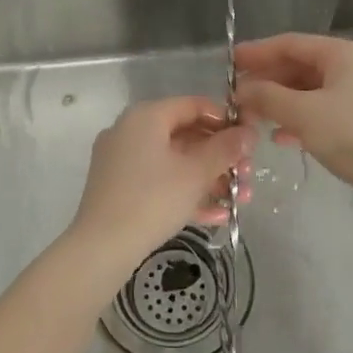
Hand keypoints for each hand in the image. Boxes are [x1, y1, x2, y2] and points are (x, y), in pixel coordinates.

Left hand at [69, 97, 253, 267]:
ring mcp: (122, 161)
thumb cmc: (153, 200)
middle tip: (247, 175)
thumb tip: (249, 133)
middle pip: (186, 135)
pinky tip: (216, 216)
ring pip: (175, 162)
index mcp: (146, 117)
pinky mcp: (120, 189)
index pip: (193, 106)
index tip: (250, 140)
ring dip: (210, 179)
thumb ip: (225, 149)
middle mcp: (130, 132)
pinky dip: (186, 193)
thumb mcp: (196, 173)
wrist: (101, 247)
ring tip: (239, 201)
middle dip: (221, 157)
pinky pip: (160, 182)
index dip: (225, 120)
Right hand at [233, 33, 352, 188]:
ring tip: (253, 119)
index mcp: (343, 54)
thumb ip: (268, 97)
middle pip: (301, 67)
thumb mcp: (304, 114)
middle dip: (268, 82)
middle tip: (237, 99)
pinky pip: (324, 112)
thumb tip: (241, 90)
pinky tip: (282, 138)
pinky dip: (301, 121)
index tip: (229, 64)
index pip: (291, 44)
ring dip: (281, 103)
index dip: (257, 52)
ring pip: (311, 92)